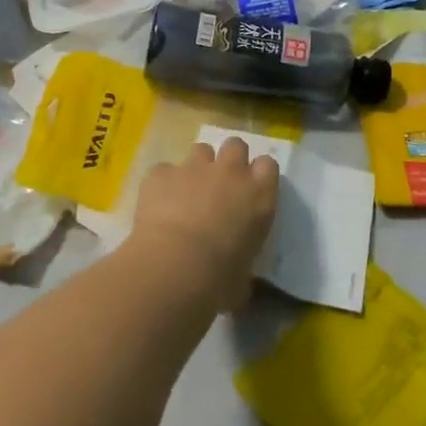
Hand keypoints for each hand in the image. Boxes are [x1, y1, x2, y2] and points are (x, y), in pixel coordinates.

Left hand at [131, 138, 278, 311]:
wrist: (175, 266)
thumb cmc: (219, 279)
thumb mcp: (244, 275)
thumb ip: (242, 262)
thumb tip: (235, 277)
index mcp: (259, 196)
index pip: (268, 166)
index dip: (258, 174)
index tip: (250, 189)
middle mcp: (230, 173)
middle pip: (235, 146)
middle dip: (229, 160)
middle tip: (220, 184)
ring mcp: (193, 168)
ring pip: (200, 150)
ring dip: (196, 167)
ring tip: (187, 192)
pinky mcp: (161, 173)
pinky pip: (164, 170)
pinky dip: (162, 184)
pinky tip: (157, 205)